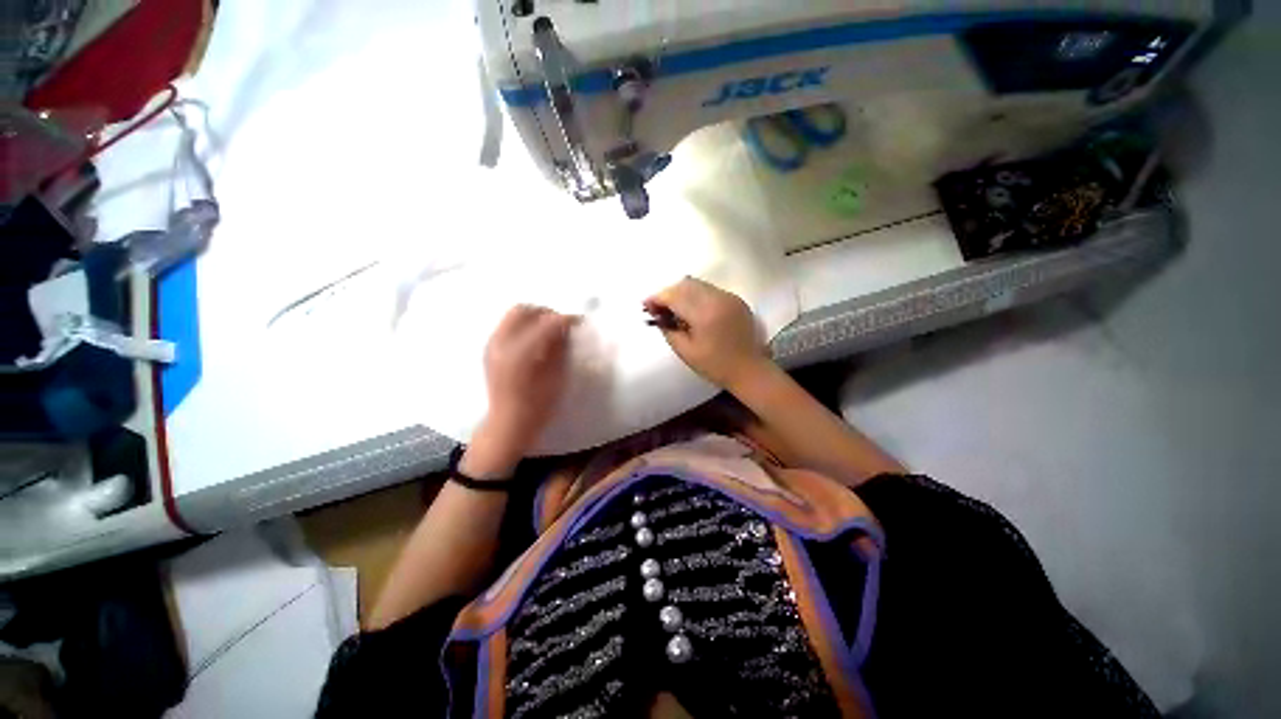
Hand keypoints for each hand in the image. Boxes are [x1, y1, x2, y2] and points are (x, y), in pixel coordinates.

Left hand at [463, 305, 577, 478]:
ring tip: (549, 333)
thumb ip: (560, 349)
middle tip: (562, 326)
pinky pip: (508, 327)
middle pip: (523, 310)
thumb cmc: (538, 406)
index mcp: (520, 352)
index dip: (565, 319)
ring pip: (513, 316)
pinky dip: (524, 327)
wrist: (508, 425)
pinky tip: (536, 342)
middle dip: (546, 313)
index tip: (579, 322)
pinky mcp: (490, 350)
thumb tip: (566, 330)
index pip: (546, 323)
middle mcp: (502, 343)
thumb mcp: (556, 377)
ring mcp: (492, 345)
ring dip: (534, 318)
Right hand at [645, 277, 770, 390]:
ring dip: (682, 293)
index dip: (657, 298)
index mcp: (704, 313)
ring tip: (674, 309)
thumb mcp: (685, 351)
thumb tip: (657, 315)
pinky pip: (710, 290)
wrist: (749, 370)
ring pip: (698, 284)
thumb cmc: (715, 366)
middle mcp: (718, 298)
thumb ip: (668, 329)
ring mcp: (729, 297)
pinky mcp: (736, 300)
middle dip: (668, 293)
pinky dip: (696, 296)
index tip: (645, 305)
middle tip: (658, 309)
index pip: (674, 296)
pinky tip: (692, 311)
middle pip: (685, 284)